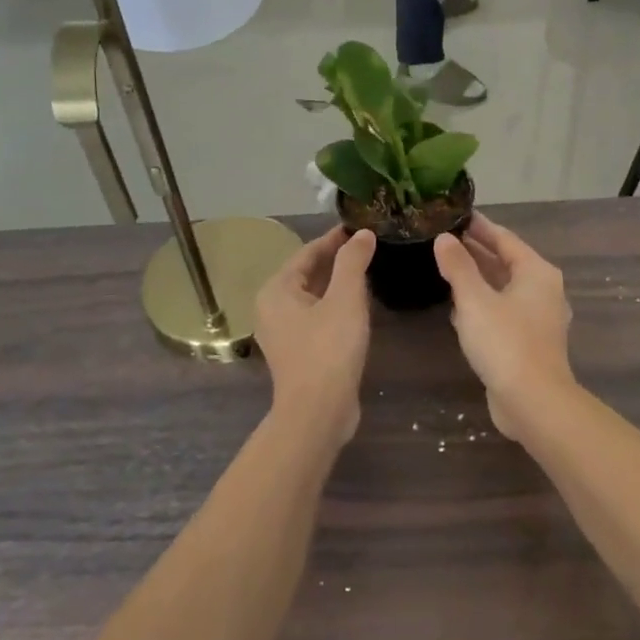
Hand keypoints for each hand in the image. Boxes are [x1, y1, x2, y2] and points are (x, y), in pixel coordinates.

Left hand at [253, 228, 375, 449]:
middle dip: (335, 260)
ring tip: (367, 271)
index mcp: (276, 290)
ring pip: (312, 297)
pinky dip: (334, 306)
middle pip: (307, 274)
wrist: (318, 412)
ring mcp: (282, 333)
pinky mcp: (297, 352)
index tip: (358, 227)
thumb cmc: (329, 349)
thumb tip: (362, 233)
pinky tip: (357, 307)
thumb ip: (353, 261)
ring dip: (337, 283)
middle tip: (367, 246)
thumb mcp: (346, 299)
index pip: (307, 252)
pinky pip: (315, 317)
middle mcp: (272, 308)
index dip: (334, 238)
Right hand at [432, 214, 575, 441]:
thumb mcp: (475, 300)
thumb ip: (458, 267)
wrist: (533, 401)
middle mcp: (543, 290)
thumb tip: (444, 239)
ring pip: (504, 288)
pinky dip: (483, 304)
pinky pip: (503, 312)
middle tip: (445, 239)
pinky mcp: (529, 342)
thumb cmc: (505, 342)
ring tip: (447, 267)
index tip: (457, 215)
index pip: (505, 239)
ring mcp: (538, 318)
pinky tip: (458, 308)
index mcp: (537, 273)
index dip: (480, 227)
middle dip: (477, 251)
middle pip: (506, 262)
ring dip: (478, 278)